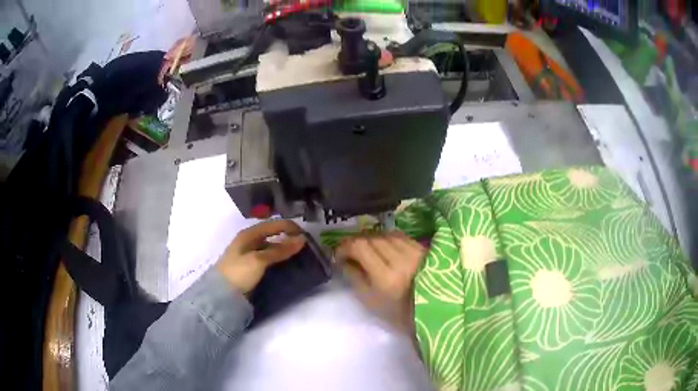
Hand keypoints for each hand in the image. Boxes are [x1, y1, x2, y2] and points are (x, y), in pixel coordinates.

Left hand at [216, 220, 305, 293]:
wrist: (221, 295)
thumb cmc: (238, 272)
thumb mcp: (259, 260)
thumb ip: (280, 250)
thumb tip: (301, 239)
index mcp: (249, 234)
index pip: (274, 224)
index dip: (290, 228)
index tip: (307, 237)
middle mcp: (249, 241)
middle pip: (272, 235)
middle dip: (288, 239)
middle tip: (305, 247)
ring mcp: (249, 254)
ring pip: (271, 248)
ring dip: (284, 250)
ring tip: (300, 257)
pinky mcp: (250, 267)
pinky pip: (268, 259)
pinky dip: (278, 260)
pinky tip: (287, 266)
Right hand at [336, 232, 425, 331]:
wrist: (430, 311)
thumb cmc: (396, 312)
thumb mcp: (369, 300)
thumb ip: (353, 276)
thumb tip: (342, 259)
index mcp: (386, 277)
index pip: (361, 247)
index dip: (345, 246)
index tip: (338, 254)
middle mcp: (401, 259)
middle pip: (372, 237)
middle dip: (356, 242)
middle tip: (349, 252)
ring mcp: (414, 251)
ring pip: (385, 234)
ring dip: (371, 239)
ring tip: (365, 249)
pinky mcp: (422, 248)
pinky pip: (398, 235)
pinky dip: (386, 238)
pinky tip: (382, 247)